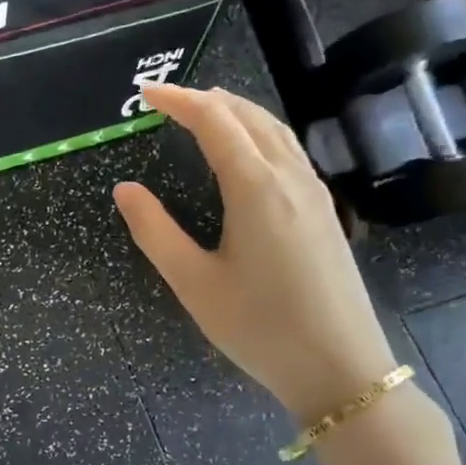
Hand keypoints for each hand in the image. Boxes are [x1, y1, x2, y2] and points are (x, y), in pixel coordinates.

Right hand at [114, 84, 396, 421]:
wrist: (340, 369)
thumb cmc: (259, 327)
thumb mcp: (193, 282)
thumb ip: (155, 231)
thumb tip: (125, 189)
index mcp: (256, 188)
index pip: (214, 122)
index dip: (179, 101)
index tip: (146, 95)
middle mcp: (290, 178)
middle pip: (249, 116)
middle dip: (207, 99)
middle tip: (167, 100)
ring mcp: (314, 193)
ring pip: (275, 130)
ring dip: (237, 111)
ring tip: (204, 111)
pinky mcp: (324, 212)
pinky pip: (289, 150)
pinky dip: (259, 132)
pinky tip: (246, 151)